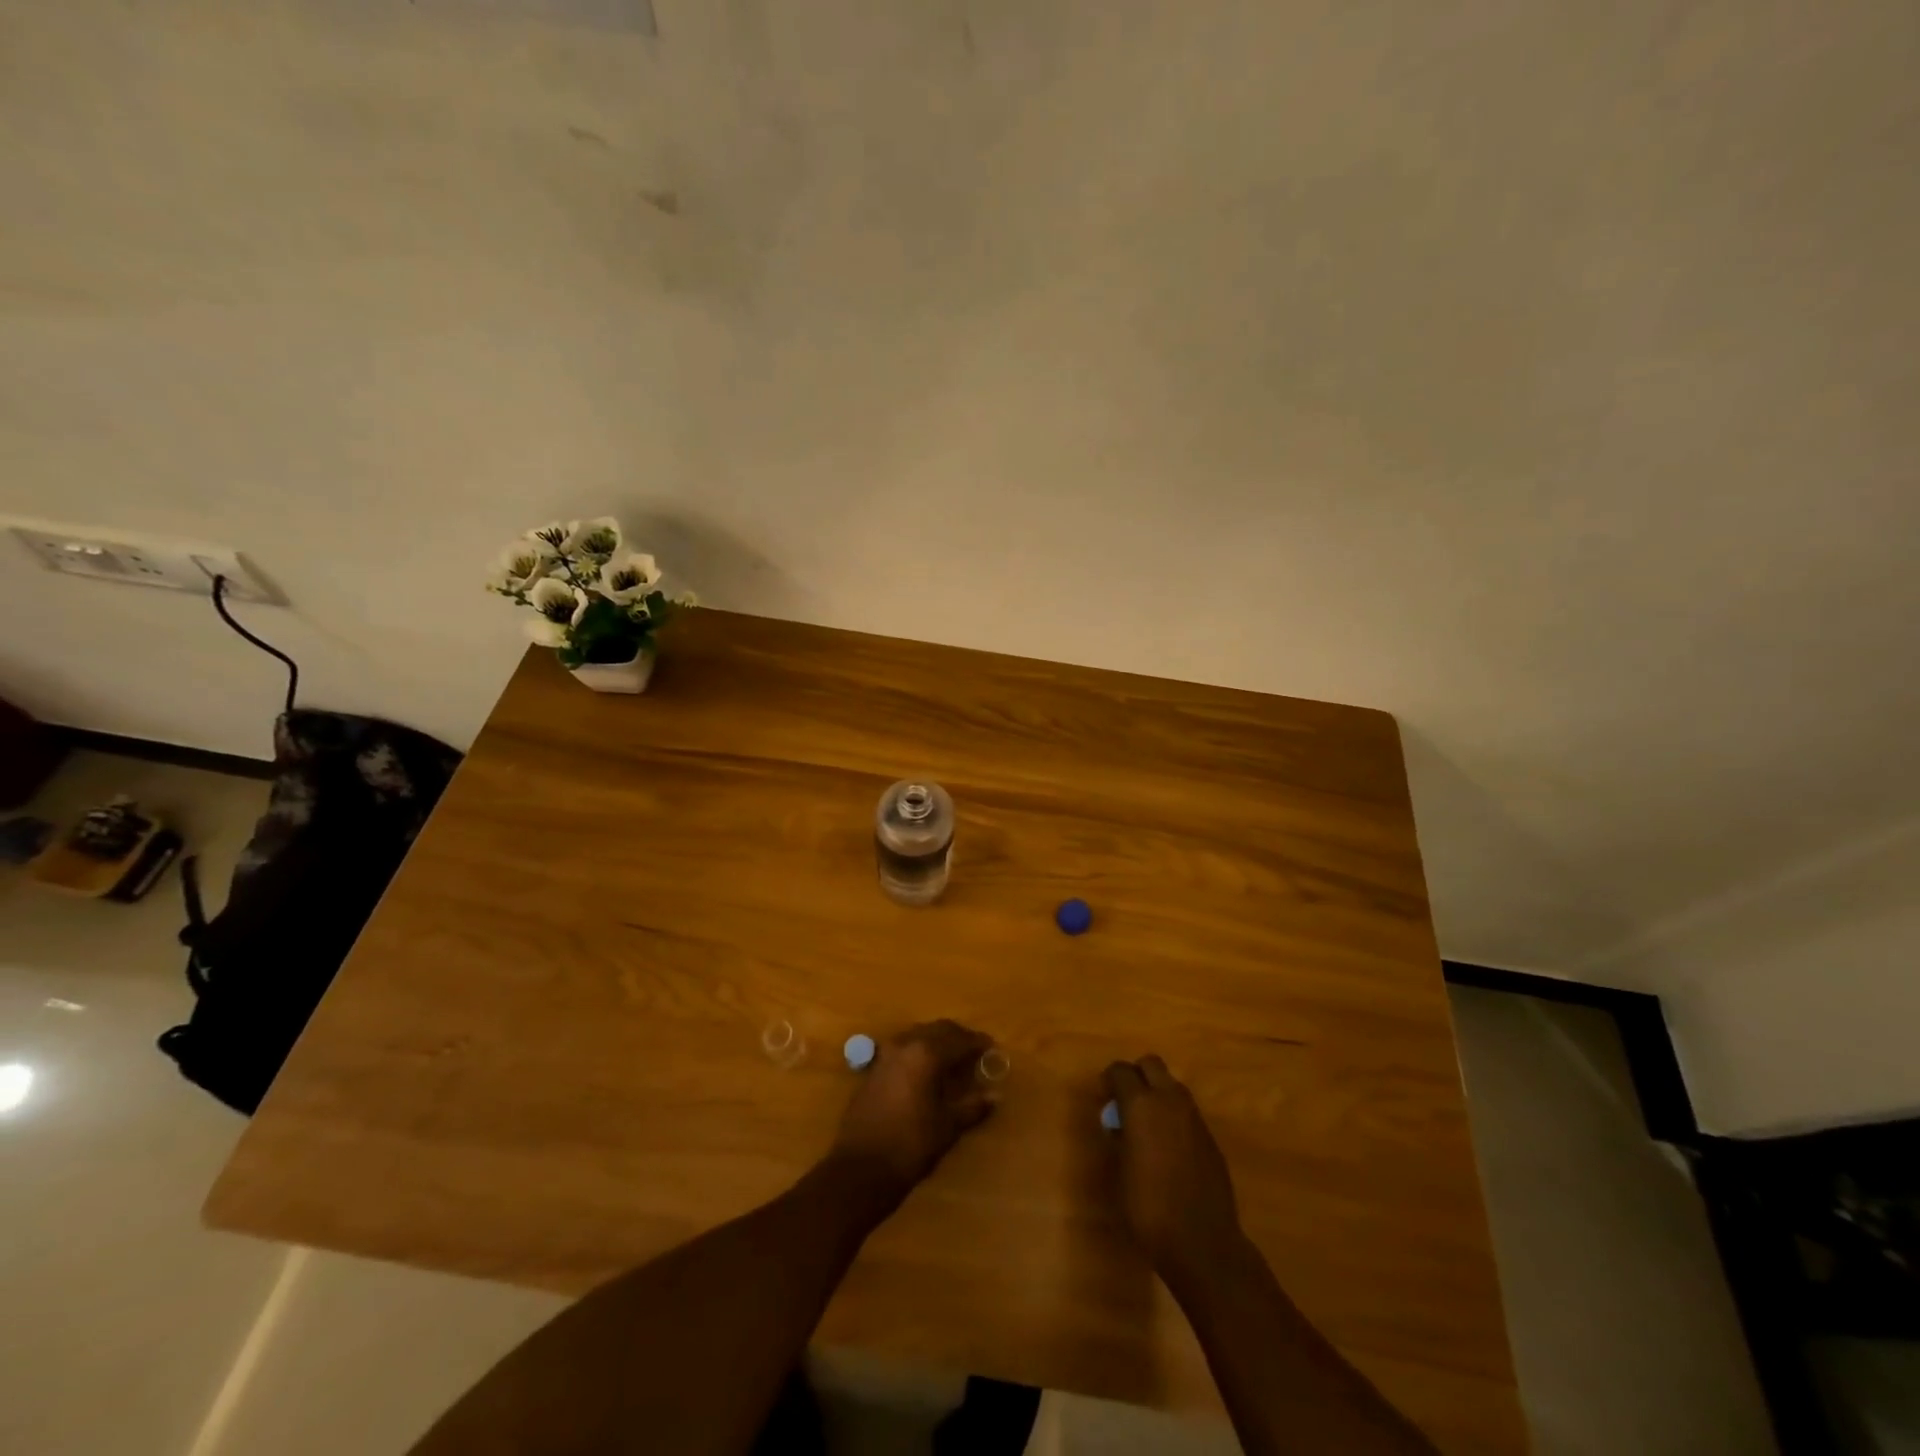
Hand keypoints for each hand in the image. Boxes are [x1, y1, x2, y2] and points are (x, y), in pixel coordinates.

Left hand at [830, 1020, 997, 1203]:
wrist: (860, 1168)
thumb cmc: (911, 1145)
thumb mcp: (948, 1127)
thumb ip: (972, 1107)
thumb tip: (994, 1096)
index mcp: (926, 1053)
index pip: (959, 1039)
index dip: (978, 1042)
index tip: (992, 1048)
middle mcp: (905, 1045)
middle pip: (938, 1030)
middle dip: (958, 1037)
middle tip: (975, 1051)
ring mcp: (885, 1054)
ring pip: (918, 1035)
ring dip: (937, 1041)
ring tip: (953, 1060)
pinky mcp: (874, 1068)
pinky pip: (903, 1048)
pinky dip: (919, 1051)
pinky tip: (926, 1071)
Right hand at [1104, 1055, 1246, 1282]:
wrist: (1202, 1242)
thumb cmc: (1148, 1208)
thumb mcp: (1119, 1171)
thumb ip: (1118, 1137)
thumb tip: (1118, 1123)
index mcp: (1141, 1105)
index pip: (1121, 1070)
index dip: (1109, 1080)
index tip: (1103, 1098)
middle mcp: (1170, 1101)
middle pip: (1151, 1064)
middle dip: (1136, 1075)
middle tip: (1125, 1102)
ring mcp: (1194, 1117)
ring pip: (1173, 1084)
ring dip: (1158, 1093)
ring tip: (1147, 1125)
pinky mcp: (1210, 1137)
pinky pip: (1187, 1111)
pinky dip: (1174, 1116)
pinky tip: (1169, 1147)